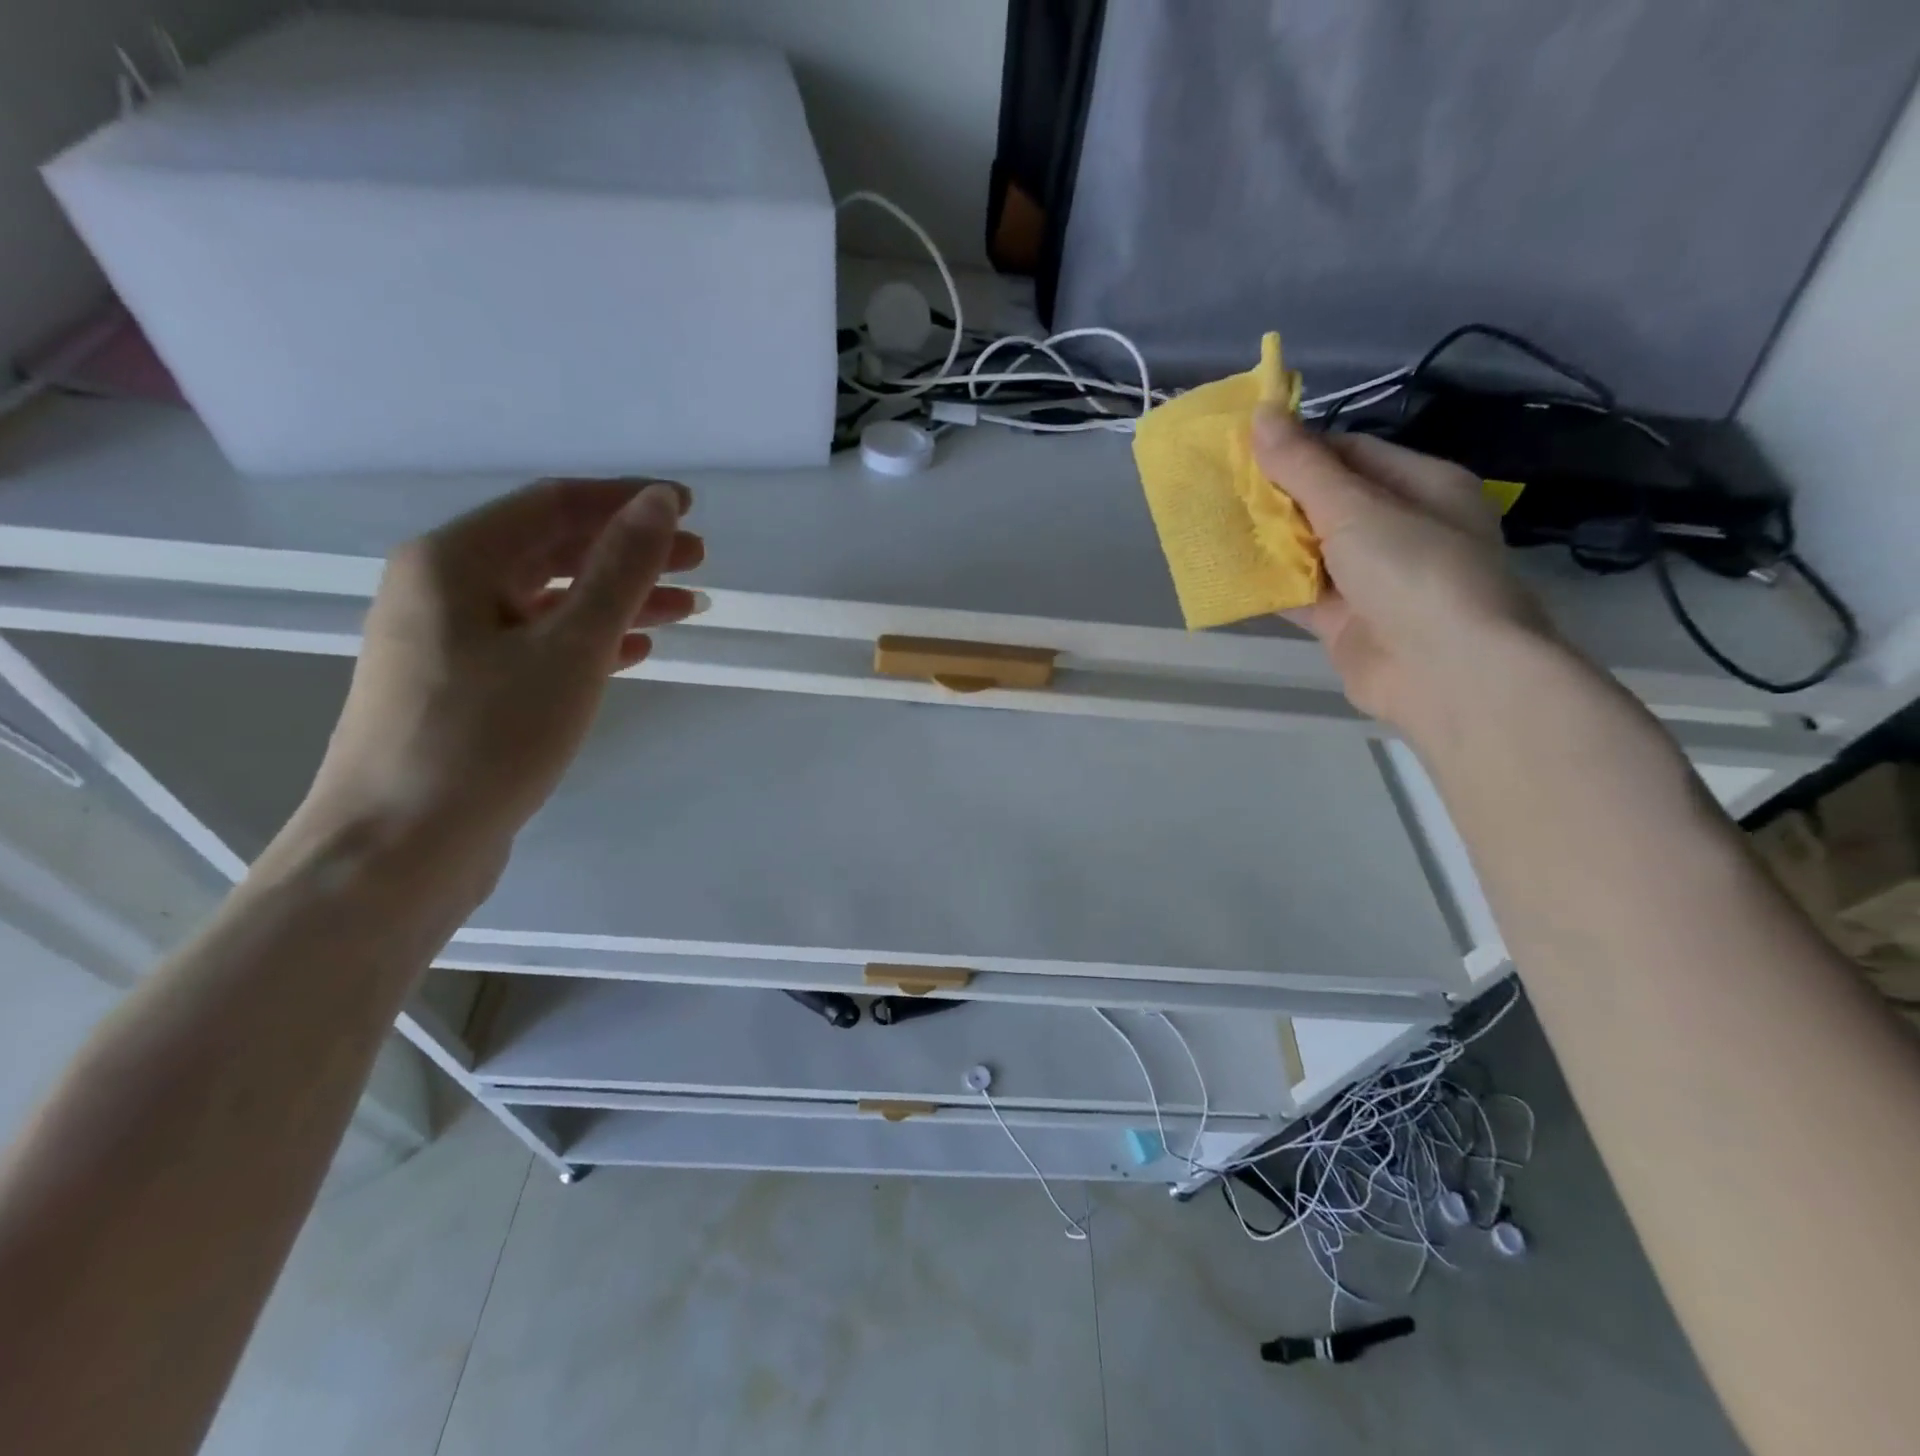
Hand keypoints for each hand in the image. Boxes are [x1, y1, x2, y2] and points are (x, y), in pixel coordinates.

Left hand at [287, 479, 703, 892]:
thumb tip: (659, 504)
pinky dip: (589, 641)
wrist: (398, 851)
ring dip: (618, 599)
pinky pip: (537, 644)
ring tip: (685, 606)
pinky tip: (635, 652)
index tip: (690, 509)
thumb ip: (619, 572)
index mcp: (453, 560)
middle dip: (629, 551)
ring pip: (549, 600)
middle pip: (552, 550)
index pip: (554, 504)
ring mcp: (449, 642)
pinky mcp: (464, 688)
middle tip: (699, 561)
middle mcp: (442, 588)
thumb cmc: (486, 739)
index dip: (627, 501)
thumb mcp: (570, 650)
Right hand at [1252, 406, 1552, 738]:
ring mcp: (1373, 580)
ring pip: (1311, 551)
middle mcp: (1400, 529)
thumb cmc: (1413, 571)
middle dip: (1277, 497)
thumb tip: (1261, 413)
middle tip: (1220, 488)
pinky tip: (1228, 574)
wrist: (1447, 672)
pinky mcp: (1348, 622)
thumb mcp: (1356, 508)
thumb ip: (1303, 466)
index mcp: (1421, 486)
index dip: (1299, 449)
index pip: (1351, 454)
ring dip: (1269, 543)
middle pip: (1328, 503)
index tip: (1244, 449)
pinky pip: (1302, 595)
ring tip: (1213, 524)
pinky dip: (1270, 586)